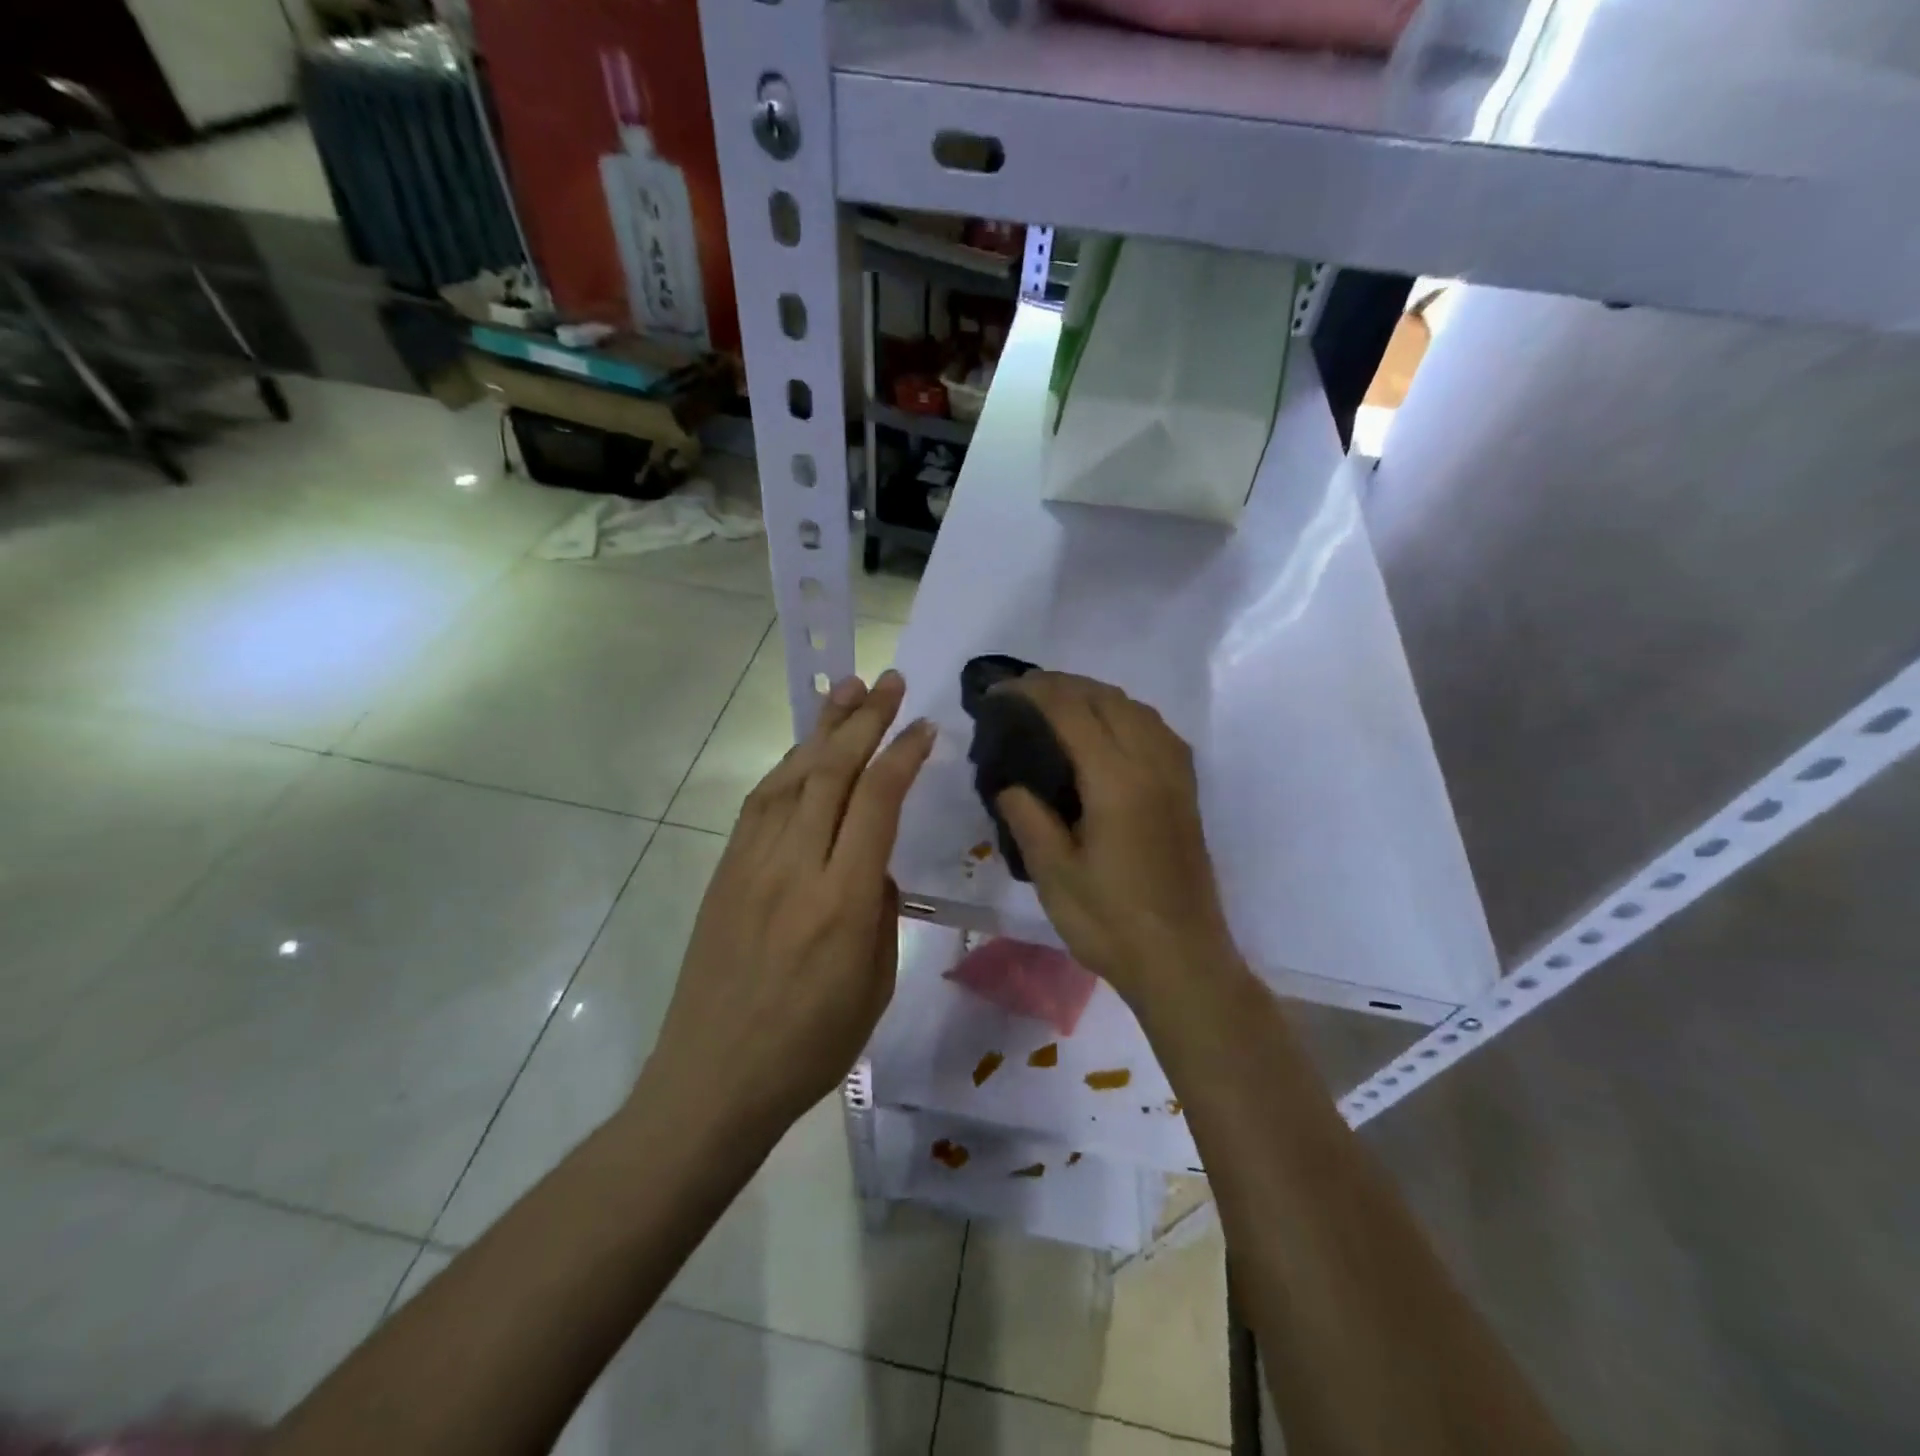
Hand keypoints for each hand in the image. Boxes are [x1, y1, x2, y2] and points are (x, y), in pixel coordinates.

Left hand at [643, 670, 934, 1134]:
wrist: (713, 1079)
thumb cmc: (811, 1046)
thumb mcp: (875, 983)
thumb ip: (879, 909)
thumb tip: (871, 864)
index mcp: (842, 901)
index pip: (876, 802)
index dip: (903, 755)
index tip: (925, 726)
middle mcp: (795, 867)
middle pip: (832, 772)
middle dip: (865, 719)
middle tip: (891, 682)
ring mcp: (752, 864)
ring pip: (792, 776)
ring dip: (822, 728)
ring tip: (847, 689)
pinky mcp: (726, 871)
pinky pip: (761, 803)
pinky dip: (789, 765)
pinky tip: (806, 749)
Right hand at [992, 673, 1237, 1010]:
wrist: (1182, 961)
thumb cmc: (1111, 923)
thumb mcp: (1054, 874)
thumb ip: (1028, 818)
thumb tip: (1010, 784)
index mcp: (1117, 780)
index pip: (1072, 711)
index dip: (1033, 692)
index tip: (999, 691)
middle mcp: (1152, 764)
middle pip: (1107, 698)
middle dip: (1062, 685)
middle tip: (1021, 694)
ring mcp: (1176, 776)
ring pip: (1136, 708)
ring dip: (1095, 695)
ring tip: (1058, 705)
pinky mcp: (1186, 792)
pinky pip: (1156, 729)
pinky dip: (1124, 714)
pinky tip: (1106, 733)